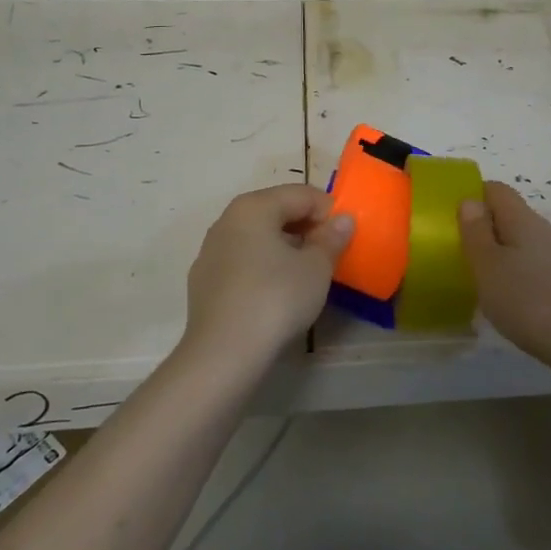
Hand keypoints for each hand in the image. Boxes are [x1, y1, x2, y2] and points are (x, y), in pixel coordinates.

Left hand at [184, 184, 354, 366]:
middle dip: (307, 227)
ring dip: (286, 247)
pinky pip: (242, 262)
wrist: (223, 354)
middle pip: (276, 212)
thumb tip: (342, 221)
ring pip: (257, 238)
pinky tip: (277, 292)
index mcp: (253, 207)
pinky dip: (264, 267)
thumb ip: (332, 239)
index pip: (300, 194)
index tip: (346, 235)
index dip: (329, 210)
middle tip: (330, 253)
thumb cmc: (276, 299)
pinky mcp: (204, 283)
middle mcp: (227, 221)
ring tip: (307, 273)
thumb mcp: (316, 268)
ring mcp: (210, 252)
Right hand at [459, 182, 550, 363]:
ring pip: (523, 245)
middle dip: (485, 228)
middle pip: (510, 216)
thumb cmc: (530, 301)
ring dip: (501, 255)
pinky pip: (535, 269)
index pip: (496, 190)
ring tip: (480, 280)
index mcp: (522, 219)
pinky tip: (510, 303)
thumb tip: (470, 200)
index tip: (451, 218)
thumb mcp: (489, 266)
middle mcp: (544, 232)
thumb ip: (476, 232)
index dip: (473, 195)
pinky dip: (518, 278)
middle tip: (459, 252)